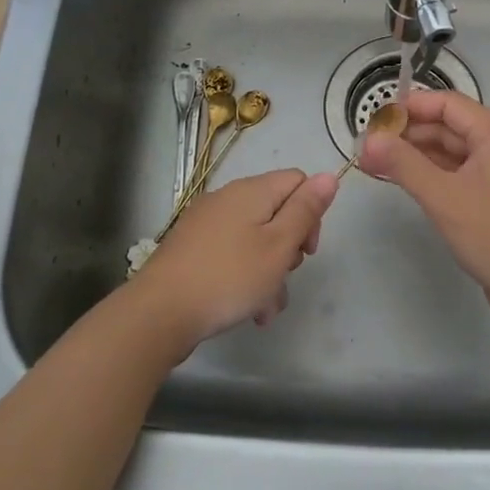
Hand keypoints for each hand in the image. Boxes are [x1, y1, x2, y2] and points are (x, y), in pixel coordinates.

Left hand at [132, 168, 337, 350]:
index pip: (297, 181)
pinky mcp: (191, 249)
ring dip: (269, 272)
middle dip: (289, 248)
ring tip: (267, 309)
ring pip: (255, 240)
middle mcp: (227, 199)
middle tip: (285, 277)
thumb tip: (329, 175)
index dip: (311, 212)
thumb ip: (306, 209)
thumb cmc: (229, 277)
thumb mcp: (279, 245)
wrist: (159, 313)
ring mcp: (206, 224)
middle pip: (276, 212)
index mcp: (251, 191)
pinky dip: (245, 277)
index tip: (307, 250)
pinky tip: (248, 310)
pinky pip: (231, 255)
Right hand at [359, 92, 489, 321]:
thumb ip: (403, 164)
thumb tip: (368, 141)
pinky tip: (405, 182)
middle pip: (450, 128)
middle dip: (409, 134)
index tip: (375, 119)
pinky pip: (458, 176)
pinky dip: (431, 176)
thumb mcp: (444, 196)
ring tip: (376, 164)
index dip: (411, 106)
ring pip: (452, 154)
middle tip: (368, 147)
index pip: (449, 105)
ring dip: (416, 156)